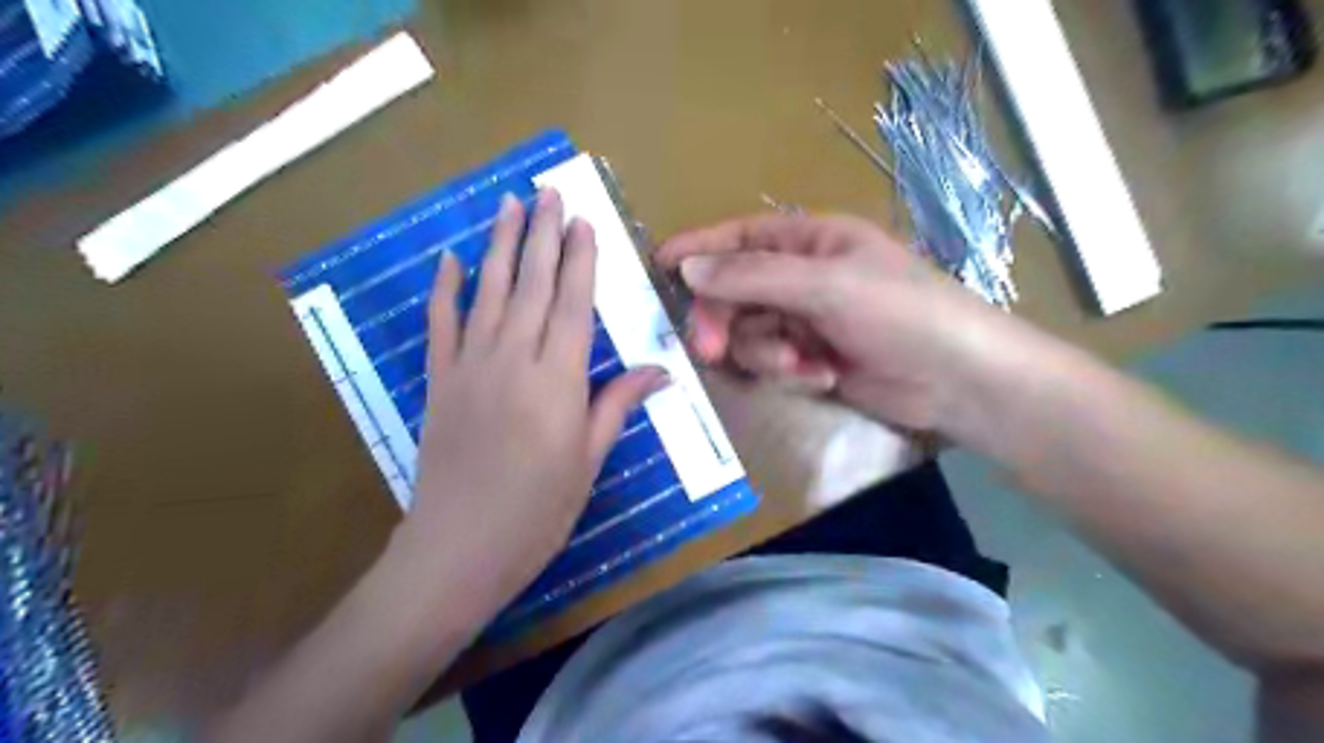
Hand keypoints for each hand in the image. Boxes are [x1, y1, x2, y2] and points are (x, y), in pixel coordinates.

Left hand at [388, 187, 662, 614]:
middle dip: (542, 235)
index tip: (583, 221)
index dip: (579, 260)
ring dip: (499, 244)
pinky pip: (440, 324)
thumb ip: (617, 404)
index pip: (572, 304)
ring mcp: (469, 365)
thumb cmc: (538, 511)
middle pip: (530, 284)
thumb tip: (661, 371)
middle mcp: (512, 359)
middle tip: (549, 192)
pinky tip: (449, 258)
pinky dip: (444, 288)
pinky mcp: (438, 380)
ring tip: (508, 204)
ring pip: (487, 292)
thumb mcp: (589, 459)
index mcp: (557, 380)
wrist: (458, 548)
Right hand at [657, 212, 1026, 434]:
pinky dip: (787, 371)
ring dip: (765, 353)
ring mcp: (805, 319)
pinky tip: (819, 376)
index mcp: (810, 240)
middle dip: (723, 320)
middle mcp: (802, 275)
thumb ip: (753, 276)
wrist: (956, 380)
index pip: (740, 237)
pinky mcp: (810, 358)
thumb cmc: (900, 313)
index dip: (698, 247)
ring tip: (799, 366)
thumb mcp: (825, 284)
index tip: (657, 264)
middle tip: (709, 349)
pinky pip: (771, 360)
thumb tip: (687, 267)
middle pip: (734, 291)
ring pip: (749, 332)